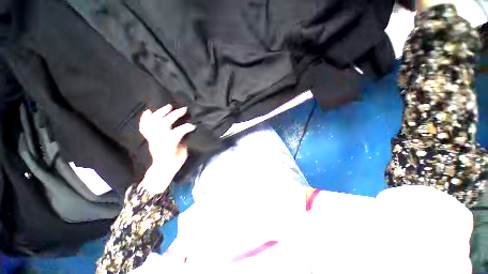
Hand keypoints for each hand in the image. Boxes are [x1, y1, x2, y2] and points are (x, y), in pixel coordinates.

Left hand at [138, 104, 195, 194]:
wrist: (162, 170)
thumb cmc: (175, 163)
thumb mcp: (183, 154)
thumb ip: (183, 142)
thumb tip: (186, 132)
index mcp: (169, 145)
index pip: (177, 133)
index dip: (186, 128)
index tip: (193, 126)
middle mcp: (158, 140)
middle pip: (164, 124)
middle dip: (175, 115)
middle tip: (184, 109)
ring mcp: (152, 139)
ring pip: (153, 123)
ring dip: (161, 113)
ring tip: (169, 106)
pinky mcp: (149, 139)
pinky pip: (144, 127)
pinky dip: (145, 119)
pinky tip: (149, 111)